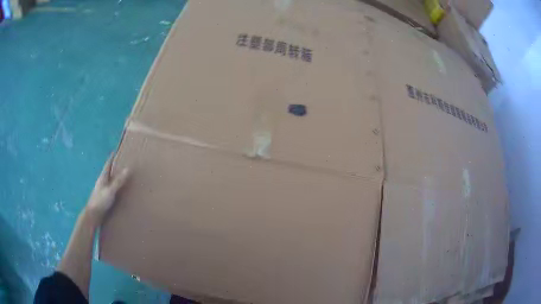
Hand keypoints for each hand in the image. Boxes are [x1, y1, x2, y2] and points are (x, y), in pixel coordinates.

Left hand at [85, 154, 129, 221]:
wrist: (93, 216)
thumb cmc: (100, 201)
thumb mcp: (110, 190)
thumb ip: (118, 181)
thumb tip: (128, 169)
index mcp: (103, 178)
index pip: (107, 164)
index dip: (112, 158)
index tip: (116, 151)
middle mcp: (102, 183)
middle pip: (109, 172)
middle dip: (115, 167)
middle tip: (124, 163)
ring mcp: (103, 191)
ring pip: (111, 182)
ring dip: (116, 179)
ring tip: (125, 177)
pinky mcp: (105, 199)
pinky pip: (112, 191)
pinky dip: (117, 189)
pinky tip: (122, 192)